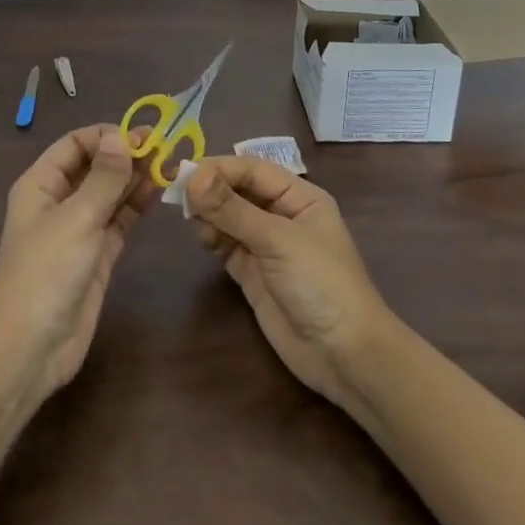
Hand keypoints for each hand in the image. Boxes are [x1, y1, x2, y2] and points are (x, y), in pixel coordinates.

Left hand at [0, 124, 157, 409]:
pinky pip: (118, 220)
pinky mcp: (97, 255)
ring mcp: (79, 229)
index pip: (74, 144)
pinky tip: (158, 191)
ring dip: (135, 178)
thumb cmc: (45, 273)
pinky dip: (136, 206)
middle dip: (125, 155)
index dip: (105, 136)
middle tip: (164, 146)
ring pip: (109, 193)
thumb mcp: (76, 219)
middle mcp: (59, 201)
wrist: (29, 348)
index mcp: (41, 184)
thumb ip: (103, 178)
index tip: (142, 135)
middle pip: (94, 167)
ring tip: (169, 163)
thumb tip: (120, 136)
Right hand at [186, 157, 393, 412]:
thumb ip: (233, 209)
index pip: (252, 169)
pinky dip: (212, 237)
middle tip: (180, 198)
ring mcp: (266, 245)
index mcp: (299, 196)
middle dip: (210, 190)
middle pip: (238, 190)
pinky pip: (226, 244)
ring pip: (228, 216)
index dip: (219, 169)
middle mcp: (282, 214)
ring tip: (195, 223)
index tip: (184, 175)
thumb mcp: (278, 240)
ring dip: (209, 214)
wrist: (345, 355)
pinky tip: (204, 241)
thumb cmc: (321, 284)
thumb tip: (192, 177)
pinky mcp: (252, 272)